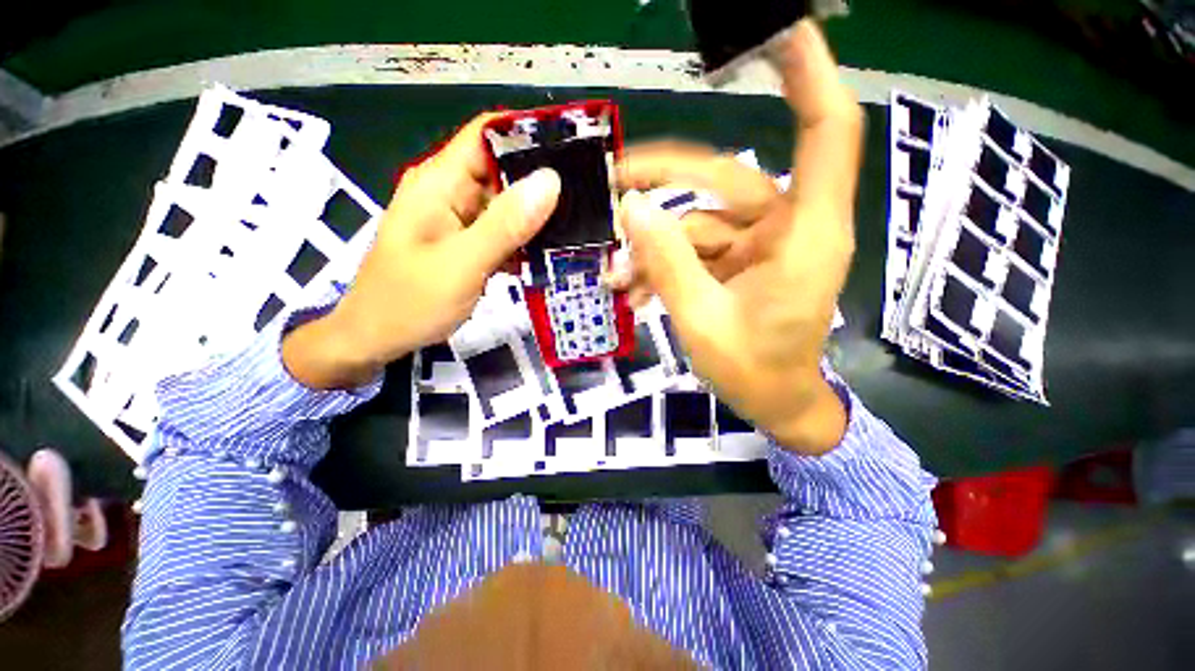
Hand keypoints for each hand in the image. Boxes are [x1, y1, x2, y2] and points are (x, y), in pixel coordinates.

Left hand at [283, 113, 560, 389]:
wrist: (375, 340)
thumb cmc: (409, 303)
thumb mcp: (462, 264)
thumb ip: (505, 225)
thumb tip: (550, 182)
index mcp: (439, 183)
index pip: (488, 135)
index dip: (529, 135)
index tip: (574, 150)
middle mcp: (449, 192)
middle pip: (502, 169)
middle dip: (542, 181)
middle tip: (587, 198)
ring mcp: (458, 219)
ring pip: (506, 203)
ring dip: (537, 214)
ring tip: (578, 224)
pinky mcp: (466, 242)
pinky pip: (501, 230)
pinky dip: (524, 238)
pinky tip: (549, 251)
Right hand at [613, 21, 861, 453]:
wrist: (774, 403)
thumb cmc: (752, 372)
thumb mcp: (700, 321)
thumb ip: (667, 262)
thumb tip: (633, 209)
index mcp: (803, 237)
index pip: (823, 135)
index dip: (807, 76)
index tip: (777, 30)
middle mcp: (788, 228)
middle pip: (723, 178)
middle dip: (663, 181)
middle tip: (614, 185)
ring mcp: (762, 245)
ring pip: (697, 223)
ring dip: (653, 247)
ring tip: (617, 276)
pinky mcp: (742, 261)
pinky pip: (695, 249)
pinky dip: (662, 265)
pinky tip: (633, 289)